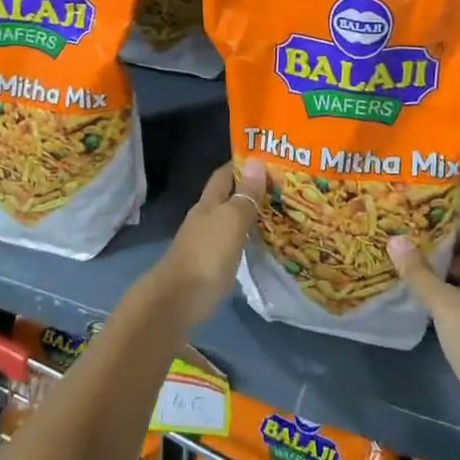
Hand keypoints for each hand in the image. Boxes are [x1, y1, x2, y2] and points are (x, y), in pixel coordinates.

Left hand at [146, 159, 267, 330]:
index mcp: (208, 203)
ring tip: (279, 213)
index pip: (224, 175)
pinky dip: (246, 239)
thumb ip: (245, 195)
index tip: (267, 158)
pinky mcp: (209, 266)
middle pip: (227, 197)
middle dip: (250, 190)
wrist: (178, 301)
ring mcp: (205, 243)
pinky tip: (261, 243)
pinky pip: (232, 243)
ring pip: (230, 221)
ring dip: (249, 215)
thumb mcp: (231, 221)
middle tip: (282, 187)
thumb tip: (257, 161)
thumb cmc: (206, 254)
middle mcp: (205, 219)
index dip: (242, 164)